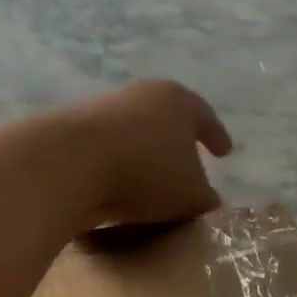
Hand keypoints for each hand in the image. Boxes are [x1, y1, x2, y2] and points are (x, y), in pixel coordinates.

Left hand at [61, 80, 231, 231]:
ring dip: (143, 157)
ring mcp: (102, 110)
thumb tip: (209, 201)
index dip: (217, 137)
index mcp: (178, 101)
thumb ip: (204, 198)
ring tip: (150, 184)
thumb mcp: (190, 194)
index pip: (205, 118)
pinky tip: (117, 190)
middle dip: (177, 143)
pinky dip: (115, 169)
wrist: (71, 162)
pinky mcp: (72, 131)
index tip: (224, 152)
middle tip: (187, 165)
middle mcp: (141, 96)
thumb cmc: (147, 171)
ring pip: (133, 135)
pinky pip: (106, 153)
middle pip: (166, 120)